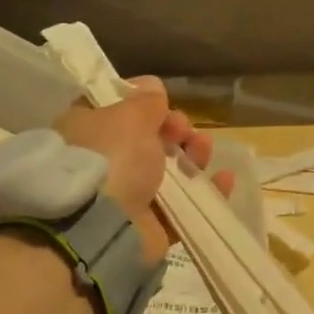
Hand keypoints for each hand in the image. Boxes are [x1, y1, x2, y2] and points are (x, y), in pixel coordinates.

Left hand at [53, 76, 228, 259]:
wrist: (97, 228)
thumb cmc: (109, 158)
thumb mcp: (128, 117)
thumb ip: (145, 101)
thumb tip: (152, 85)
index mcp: (89, 133)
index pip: (119, 112)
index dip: (145, 105)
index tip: (164, 103)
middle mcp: (105, 163)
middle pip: (150, 140)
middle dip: (176, 131)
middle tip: (184, 131)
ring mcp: (128, 196)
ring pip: (170, 172)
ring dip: (194, 156)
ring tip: (204, 150)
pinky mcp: (151, 225)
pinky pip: (185, 206)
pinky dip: (206, 191)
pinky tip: (224, 179)